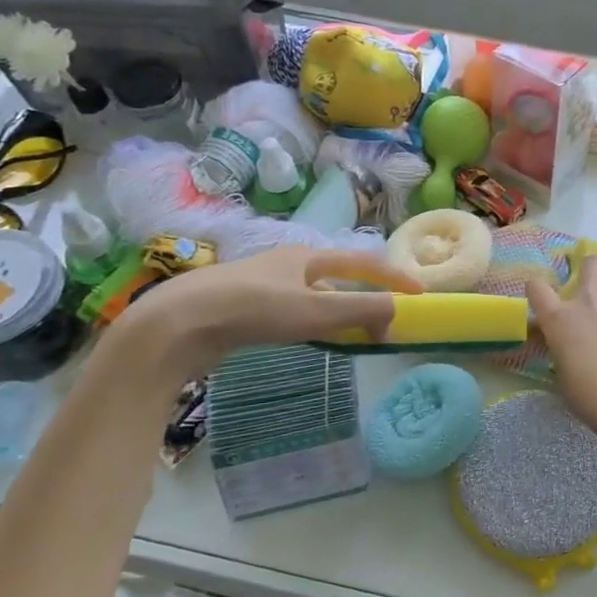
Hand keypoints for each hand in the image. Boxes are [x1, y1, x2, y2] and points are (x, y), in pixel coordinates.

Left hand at [112, 246, 421, 381]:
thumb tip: (398, 313)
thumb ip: (362, 310)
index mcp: (307, 256)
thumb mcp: (315, 310)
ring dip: (338, 312)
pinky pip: (292, 313)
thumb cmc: (253, 310)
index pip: (363, 262)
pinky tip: (308, 340)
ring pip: (313, 296)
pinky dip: (312, 324)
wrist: (177, 325)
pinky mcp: (242, 309)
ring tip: (353, 335)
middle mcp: (286, 264)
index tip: (420, 295)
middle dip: (364, 295)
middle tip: (385, 320)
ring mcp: (262, 286)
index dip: (393, 277)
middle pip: (337, 277)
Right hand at [526, 256, 596, 440]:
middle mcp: (589, 305)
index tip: (540, 297)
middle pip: (592, 265)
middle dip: (595, 267)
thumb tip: (569, 353)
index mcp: (560, 319)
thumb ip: (564, 356)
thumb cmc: (586, 393)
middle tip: (596, 279)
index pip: (537, 288)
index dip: (536, 289)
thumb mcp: (563, 376)